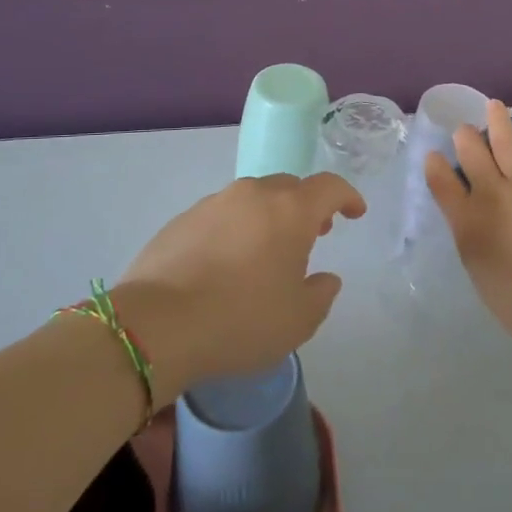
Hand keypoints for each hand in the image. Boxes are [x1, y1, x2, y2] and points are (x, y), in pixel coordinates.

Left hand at [114, 173, 364, 399]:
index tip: (355, 212)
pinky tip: (227, 263)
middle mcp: (252, 195)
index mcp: (290, 210)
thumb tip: (325, 279)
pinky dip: (235, 230)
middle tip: (313, 234)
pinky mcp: (180, 220)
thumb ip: (321, 295)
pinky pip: (221, 215)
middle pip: (289, 188)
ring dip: (269, 217)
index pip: (329, 187)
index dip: (348, 196)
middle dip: (307, 206)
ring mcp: (213, 204)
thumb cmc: (241, 320)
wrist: (156, 325)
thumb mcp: (298, 321)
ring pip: (252, 199)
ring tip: (268, 251)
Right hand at [424, 100, 511, 347]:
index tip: (433, 156)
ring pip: (506, 140)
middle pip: (471, 152)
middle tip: (465, 129)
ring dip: (497, 120)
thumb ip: (468, 233)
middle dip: (465, 136)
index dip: (435, 165)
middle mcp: (492, 192)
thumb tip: (467, 212)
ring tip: (494, 106)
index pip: (441, 182)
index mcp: (467, 220)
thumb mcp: (477, 267)